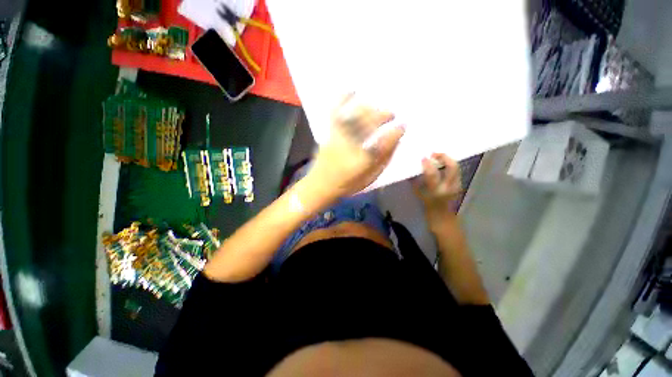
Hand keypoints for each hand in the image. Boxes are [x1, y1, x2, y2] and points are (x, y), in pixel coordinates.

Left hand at [307, 94, 404, 197]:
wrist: (320, 185)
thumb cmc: (346, 185)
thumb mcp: (369, 178)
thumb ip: (383, 160)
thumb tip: (395, 141)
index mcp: (362, 161)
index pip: (382, 143)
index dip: (394, 133)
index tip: (403, 126)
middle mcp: (350, 146)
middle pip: (368, 124)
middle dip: (383, 116)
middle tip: (393, 114)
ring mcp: (338, 137)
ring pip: (355, 117)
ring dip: (369, 109)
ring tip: (378, 108)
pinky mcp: (329, 134)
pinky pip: (334, 113)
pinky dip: (342, 100)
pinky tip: (350, 90)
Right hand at [414, 153, 461, 228]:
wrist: (442, 217)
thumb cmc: (427, 206)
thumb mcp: (418, 194)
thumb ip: (415, 181)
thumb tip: (412, 169)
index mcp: (436, 191)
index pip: (433, 174)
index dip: (428, 164)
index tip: (423, 158)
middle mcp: (449, 187)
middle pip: (452, 167)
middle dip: (444, 157)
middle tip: (433, 154)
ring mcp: (457, 185)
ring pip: (456, 167)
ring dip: (447, 159)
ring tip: (437, 157)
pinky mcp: (459, 184)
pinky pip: (456, 170)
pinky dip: (449, 165)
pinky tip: (441, 164)